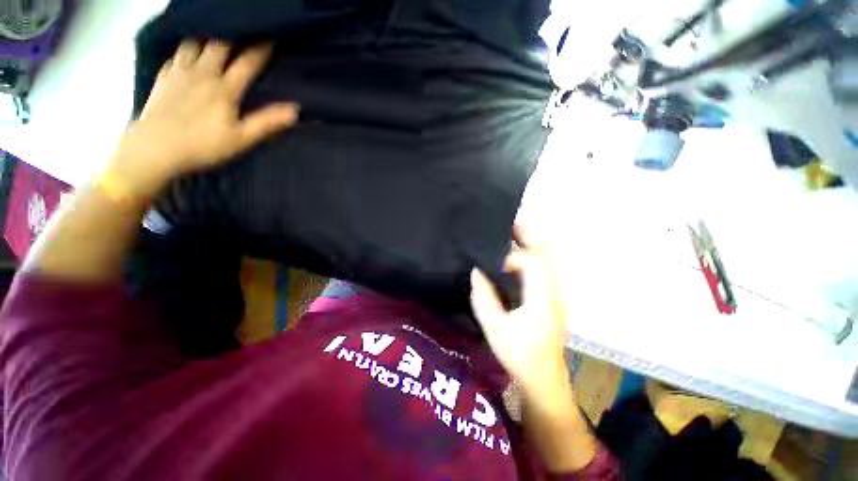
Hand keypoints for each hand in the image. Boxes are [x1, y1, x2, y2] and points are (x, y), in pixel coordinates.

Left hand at [111, 40, 298, 197]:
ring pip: (194, 43)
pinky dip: (185, 51)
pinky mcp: (163, 78)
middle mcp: (202, 74)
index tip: (270, 38)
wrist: (155, 148)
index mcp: (224, 89)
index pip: (247, 64)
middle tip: (242, 33)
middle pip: (218, 45)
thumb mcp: (242, 138)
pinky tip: (188, 54)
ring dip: (206, 39)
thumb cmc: (204, 145)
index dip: (260, 50)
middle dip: (233, 36)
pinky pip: (175, 55)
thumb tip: (294, 110)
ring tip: (214, 40)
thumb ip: (267, 122)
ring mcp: (180, 73)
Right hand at [470, 225, 569, 394]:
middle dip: (531, 235)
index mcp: (542, 298)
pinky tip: (518, 257)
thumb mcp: (495, 328)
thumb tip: (476, 272)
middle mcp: (554, 292)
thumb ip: (484, 298)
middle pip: (547, 254)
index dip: (512, 257)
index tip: (492, 263)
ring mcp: (556, 295)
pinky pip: (544, 270)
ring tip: (514, 233)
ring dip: (532, 244)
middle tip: (512, 224)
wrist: (543, 379)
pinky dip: (532, 257)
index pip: (532, 264)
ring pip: (548, 260)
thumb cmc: (519, 355)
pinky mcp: (552, 299)